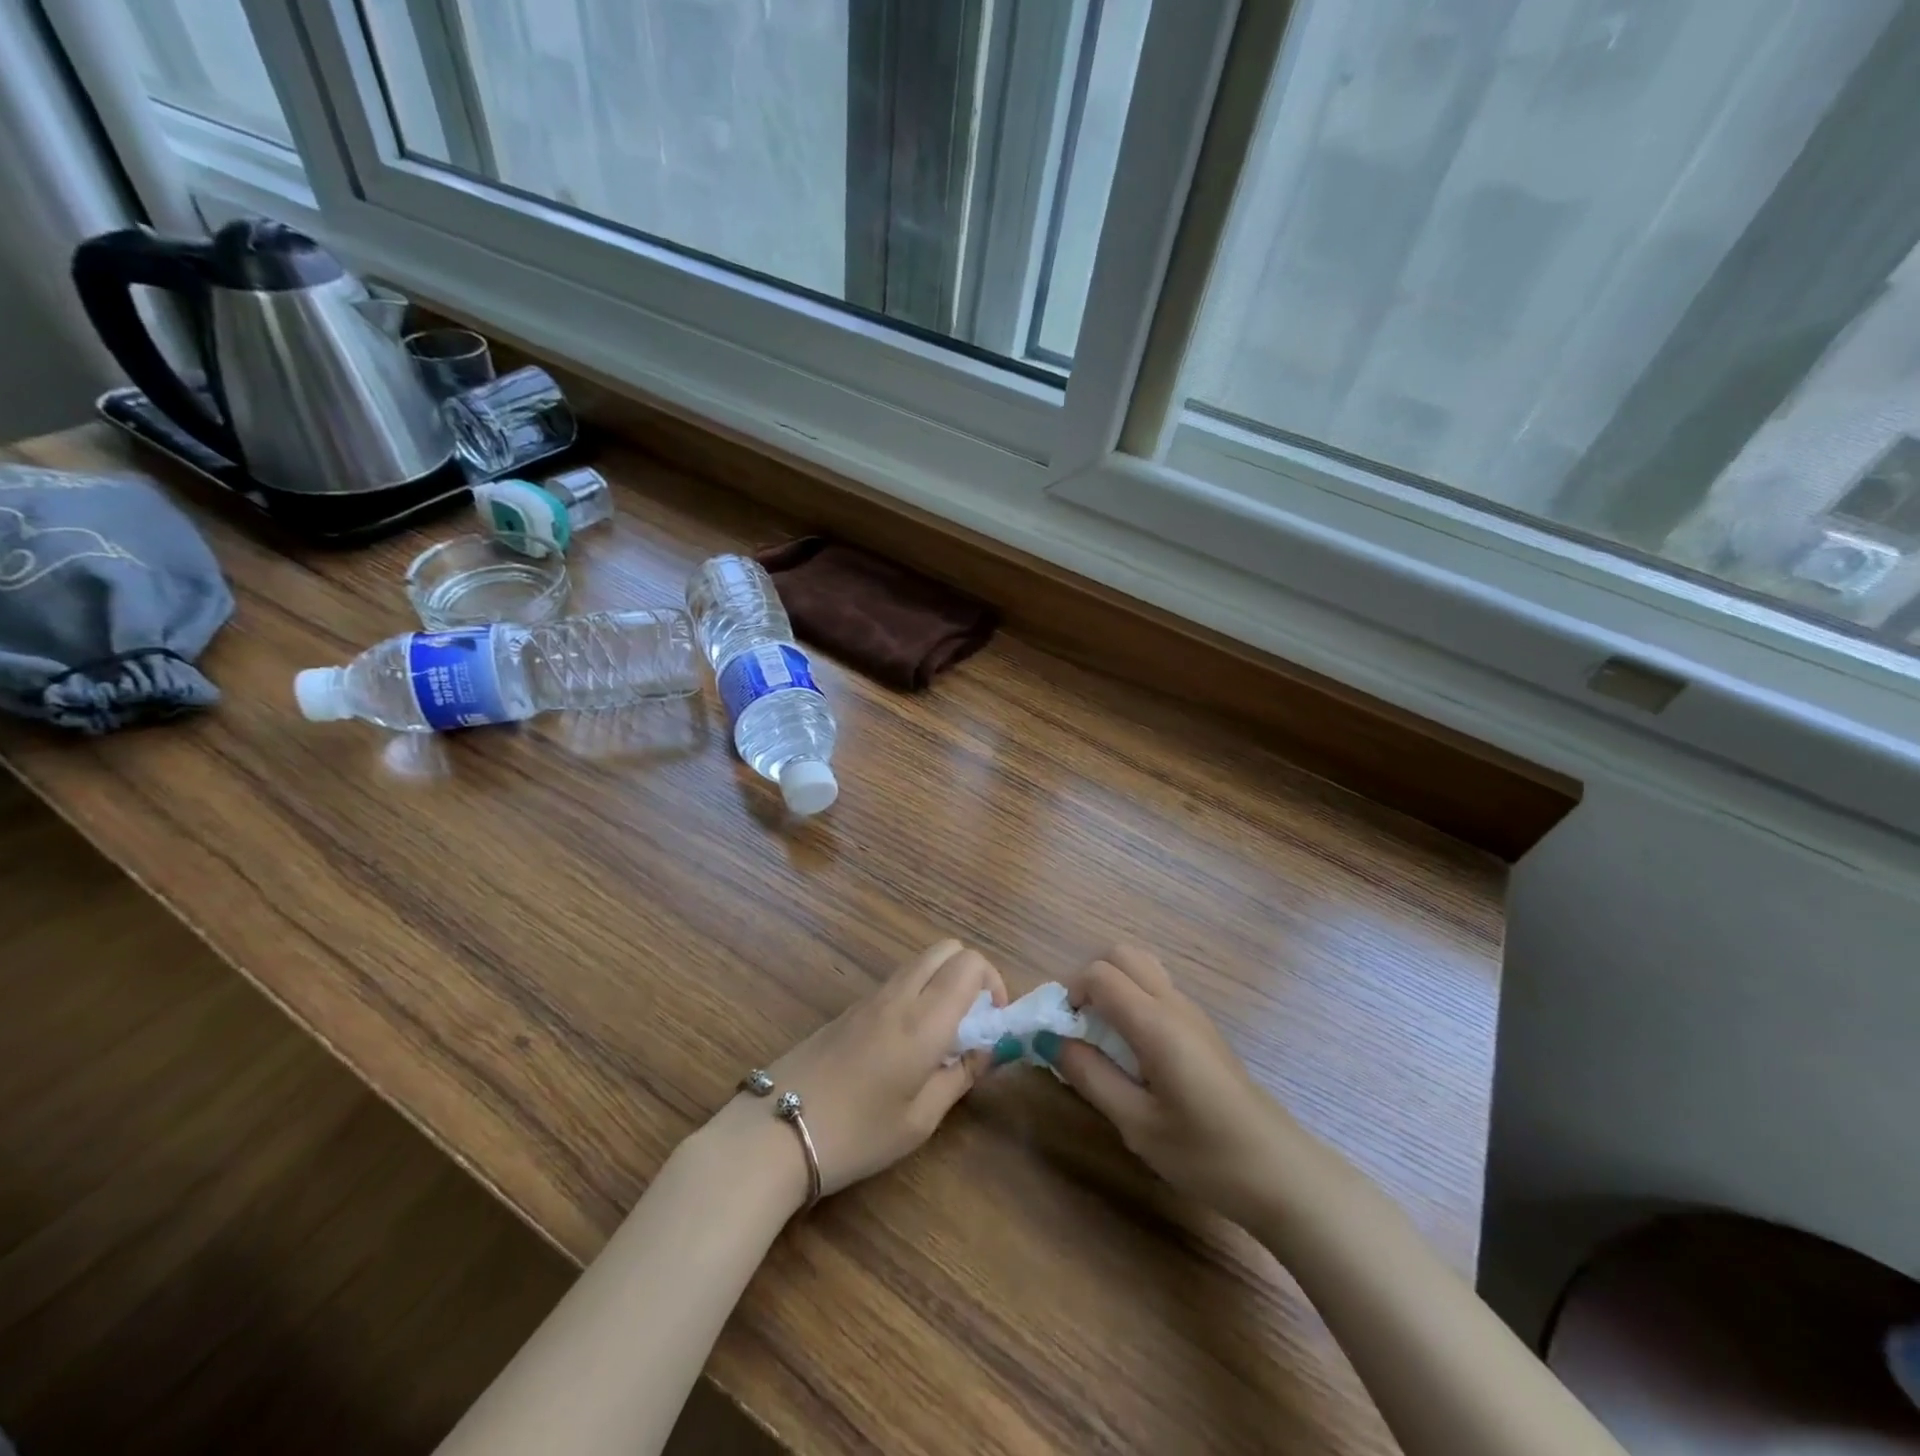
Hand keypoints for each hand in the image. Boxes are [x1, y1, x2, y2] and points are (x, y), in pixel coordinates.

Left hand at [715, 940, 1006, 1200]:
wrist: (776, 1130)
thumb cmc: (858, 1133)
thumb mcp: (920, 1119)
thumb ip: (960, 1076)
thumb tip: (987, 1050)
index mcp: (924, 1018)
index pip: (971, 962)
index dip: (993, 983)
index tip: (992, 1023)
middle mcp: (899, 994)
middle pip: (946, 949)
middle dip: (970, 974)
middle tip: (971, 1023)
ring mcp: (869, 997)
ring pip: (920, 962)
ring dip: (942, 982)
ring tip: (941, 1037)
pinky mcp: (848, 1008)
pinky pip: (896, 982)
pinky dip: (916, 994)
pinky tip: (905, 1044)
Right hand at [1050, 945, 1326, 1229]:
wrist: (1281, 1173)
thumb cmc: (1205, 1154)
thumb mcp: (1136, 1124)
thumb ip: (1091, 1076)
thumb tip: (1052, 1041)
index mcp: (1156, 1022)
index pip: (1099, 974)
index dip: (1070, 993)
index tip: (1062, 1032)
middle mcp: (1174, 1004)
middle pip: (1122, 955)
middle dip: (1090, 979)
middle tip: (1080, 1025)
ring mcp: (1192, 1013)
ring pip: (1142, 967)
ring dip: (1113, 987)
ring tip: (1104, 1038)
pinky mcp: (1202, 1028)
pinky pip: (1158, 990)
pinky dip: (1133, 1001)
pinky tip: (1134, 1052)